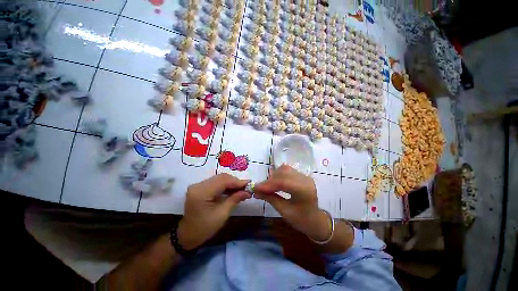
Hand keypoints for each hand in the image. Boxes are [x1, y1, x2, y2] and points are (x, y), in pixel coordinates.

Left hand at [177, 173, 250, 249]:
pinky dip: (226, 185)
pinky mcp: (200, 187)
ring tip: (241, 189)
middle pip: (221, 177)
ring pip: (219, 178)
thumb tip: (248, 192)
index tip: (249, 184)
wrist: (187, 235)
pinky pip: (216, 182)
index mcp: (201, 192)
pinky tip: (233, 190)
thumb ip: (235, 199)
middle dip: (235, 182)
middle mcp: (198, 185)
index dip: (237, 182)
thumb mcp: (222, 215)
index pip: (223, 181)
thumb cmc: (204, 228)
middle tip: (246, 187)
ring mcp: (198, 185)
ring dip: (231, 183)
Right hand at [255, 165, 331, 241]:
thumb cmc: (301, 220)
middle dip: (270, 180)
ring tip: (266, 186)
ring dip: (273, 176)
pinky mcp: (301, 175)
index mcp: (304, 191)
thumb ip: (270, 199)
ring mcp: (304, 176)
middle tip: (259, 188)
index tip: (256, 188)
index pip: (284, 182)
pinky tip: (273, 183)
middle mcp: (305, 179)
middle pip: (284, 172)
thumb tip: (255, 192)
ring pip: (284, 169)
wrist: (315, 220)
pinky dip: (277, 175)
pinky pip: (287, 171)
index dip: (268, 184)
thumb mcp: (285, 212)